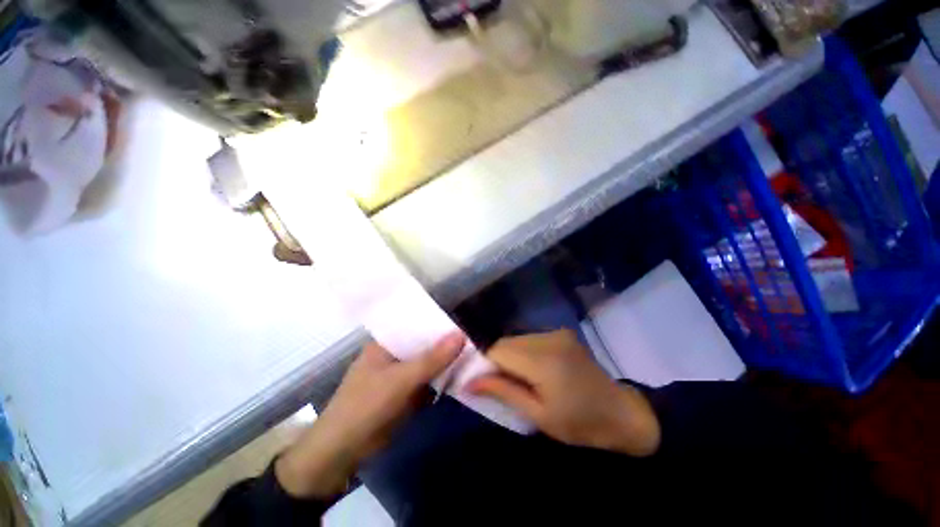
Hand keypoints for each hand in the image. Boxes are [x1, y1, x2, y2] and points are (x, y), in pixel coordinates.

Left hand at [276, 334, 463, 498]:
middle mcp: (394, 354)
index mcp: (387, 343)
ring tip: (474, 354)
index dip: (438, 322)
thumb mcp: (401, 379)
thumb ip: (432, 359)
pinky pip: (428, 381)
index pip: (417, 325)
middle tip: (474, 338)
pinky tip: (462, 375)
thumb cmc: (366, 406)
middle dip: (446, 344)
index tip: (463, 321)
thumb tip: (461, 334)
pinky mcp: (405, 393)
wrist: (342, 453)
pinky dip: (442, 380)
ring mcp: (400, 374)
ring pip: (428, 363)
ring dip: (446, 362)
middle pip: (425, 344)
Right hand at [467, 330, 659, 455]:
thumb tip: (468, 382)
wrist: (621, 413)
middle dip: (494, 359)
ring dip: (508, 355)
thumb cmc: (580, 423)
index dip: (483, 362)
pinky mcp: (560, 333)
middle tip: (493, 382)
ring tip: (512, 377)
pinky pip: (529, 339)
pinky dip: (521, 351)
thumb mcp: (538, 414)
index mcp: (543, 360)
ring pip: (516, 339)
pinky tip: (529, 368)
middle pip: (506, 342)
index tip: (476, 379)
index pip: (498, 350)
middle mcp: (548, 338)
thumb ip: (503, 391)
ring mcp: (556, 333)